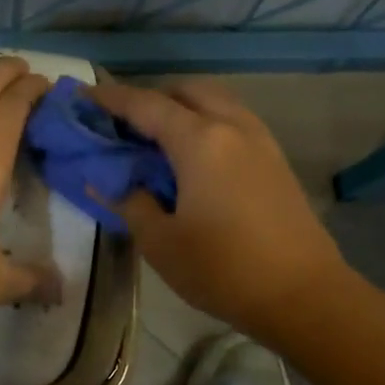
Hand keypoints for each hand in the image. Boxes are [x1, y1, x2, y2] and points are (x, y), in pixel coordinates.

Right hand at [89, 80, 351, 340]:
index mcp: (199, 141)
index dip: (111, 99)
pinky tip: (193, 159)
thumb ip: (129, 203)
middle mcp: (232, 126)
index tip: (84, 96)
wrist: (301, 293)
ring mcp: (260, 140)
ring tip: (156, 141)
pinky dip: (206, 124)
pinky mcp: (275, 160)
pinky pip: (233, 122)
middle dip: (151, 98)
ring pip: (215, 102)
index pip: (146, 105)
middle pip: (186, 91)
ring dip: (182, 109)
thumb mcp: (160, 242)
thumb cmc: (222, 269)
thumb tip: (106, 182)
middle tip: (123, 125)